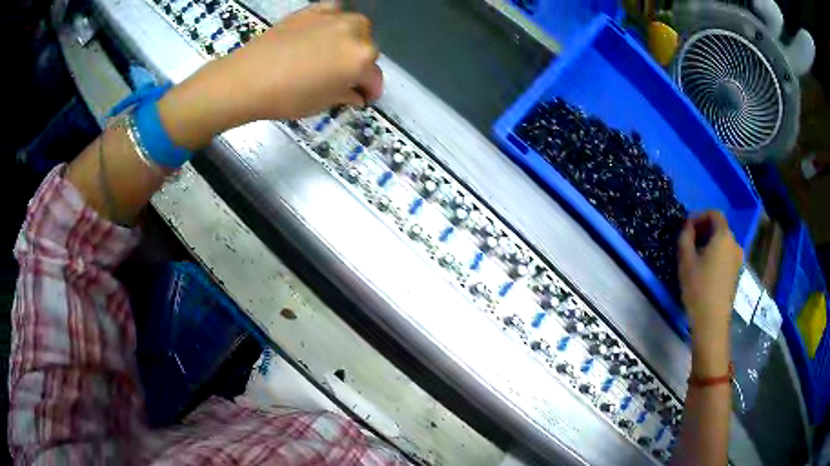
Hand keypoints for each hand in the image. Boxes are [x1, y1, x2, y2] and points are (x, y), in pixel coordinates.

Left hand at [158, 3, 382, 149]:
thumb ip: (347, 95)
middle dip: (359, 64)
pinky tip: (322, 33)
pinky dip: (333, 22)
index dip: (370, 91)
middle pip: (367, 49)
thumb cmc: (287, 97)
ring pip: (355, 28)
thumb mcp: (322, 103)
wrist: (247, 77)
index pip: (374, 77)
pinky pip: (334, 12)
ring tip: (331, 54)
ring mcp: (334, 16)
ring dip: (350, 41)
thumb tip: (357, 95)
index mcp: (361, 59)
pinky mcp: (314, 9)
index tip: (363, 98)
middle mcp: (355, 32)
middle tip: (342, 77)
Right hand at [677, 211, 742, 375]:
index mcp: (724, 236)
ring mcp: (737, 259)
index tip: (687, 226)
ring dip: (710, 242)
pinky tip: (705, 267)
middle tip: (689, 239)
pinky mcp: (736, 273)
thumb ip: (685, 237)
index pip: (714, 214)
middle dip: (704, 229)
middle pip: (720, 227)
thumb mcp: (686, 260)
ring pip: (723, 242)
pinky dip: (716, 253)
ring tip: (696, 254)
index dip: (700, 215)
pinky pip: (726, 254)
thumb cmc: (699, 288)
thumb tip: (688, 227)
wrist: (712, 321)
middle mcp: (734, 243)